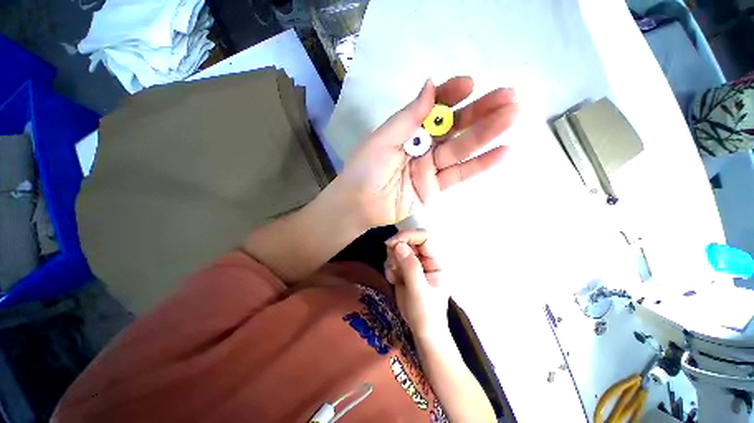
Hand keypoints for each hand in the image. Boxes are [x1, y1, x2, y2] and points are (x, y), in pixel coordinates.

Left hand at [335, 77, 518, 226]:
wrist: (360, 205)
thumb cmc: (365, 170)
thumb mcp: (383, 139)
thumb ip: (408, 116)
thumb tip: (431, 84)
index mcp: (406, 130)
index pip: (433, 108)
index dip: (451, 96)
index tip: (470, 85)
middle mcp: (421, 146)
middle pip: (453, 127)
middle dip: (479, 111)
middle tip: (509, 97)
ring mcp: (430, 167)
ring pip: (461, 148)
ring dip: (487, 133)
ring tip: (514, 116)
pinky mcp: (435, 187)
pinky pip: (459, 174)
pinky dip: (480, 164)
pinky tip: (502, 151)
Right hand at [385, 230, 448, 336]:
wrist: (422, 331)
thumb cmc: (426, 314)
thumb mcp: (419, 291)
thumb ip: (410, 267)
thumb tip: (399, 245)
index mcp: (436, 262)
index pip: (424, 237)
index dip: (408, 236)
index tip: (392, 243)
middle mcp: (426, 259)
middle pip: (409, 240)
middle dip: (397, 250)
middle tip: (392, 266)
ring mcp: (415, 264)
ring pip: (399, 248)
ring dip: (392, 260)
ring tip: (395, 276)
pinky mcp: (405, 269)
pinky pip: (393, 259)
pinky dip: (389, 267)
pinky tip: (393, 280)